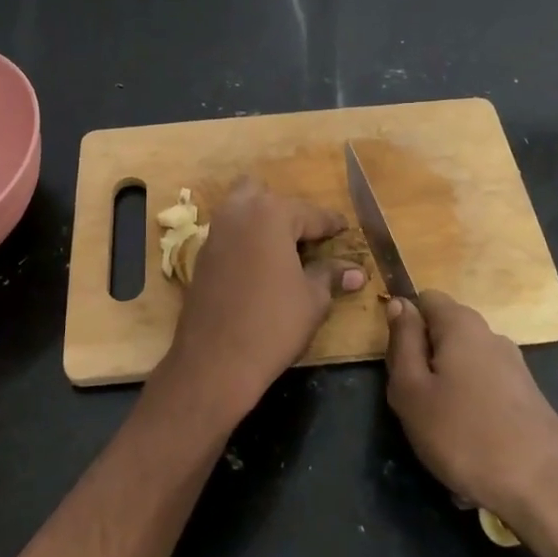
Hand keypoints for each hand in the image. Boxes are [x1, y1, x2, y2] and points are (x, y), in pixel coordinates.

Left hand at [156, 177, 365, 426]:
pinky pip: (229, 234)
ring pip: (241, 210)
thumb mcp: (312, 299)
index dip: (332, 225)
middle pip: (265, 195)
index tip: (345, 229)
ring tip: (285, 251)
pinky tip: (260, 266)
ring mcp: (215, 232)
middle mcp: (238, 213)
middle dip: (287, 212)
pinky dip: (245, 240)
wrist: (215, 360)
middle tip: (307, 238)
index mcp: (271, 214)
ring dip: (262, 222)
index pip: (311, 214)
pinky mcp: (201, 255)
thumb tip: (356, 271)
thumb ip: (331, 275)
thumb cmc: (273, 324)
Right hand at [384, 291, 557, 524]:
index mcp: (461, 324)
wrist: (545, 488)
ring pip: (463, 367)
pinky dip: (472, 414)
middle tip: (414, 403)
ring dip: (447, 392)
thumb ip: (402, 341)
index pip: (425, 299)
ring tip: (441, 436)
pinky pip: (485, 394)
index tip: (398, 363)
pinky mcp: (528, 397)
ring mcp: (514, 366)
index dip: (405, 324)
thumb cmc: (464, 435)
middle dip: (425, 362)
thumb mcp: (411, 390)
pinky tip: (470, 451)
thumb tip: (400, 304)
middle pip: (444, 334)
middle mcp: (491, 335)